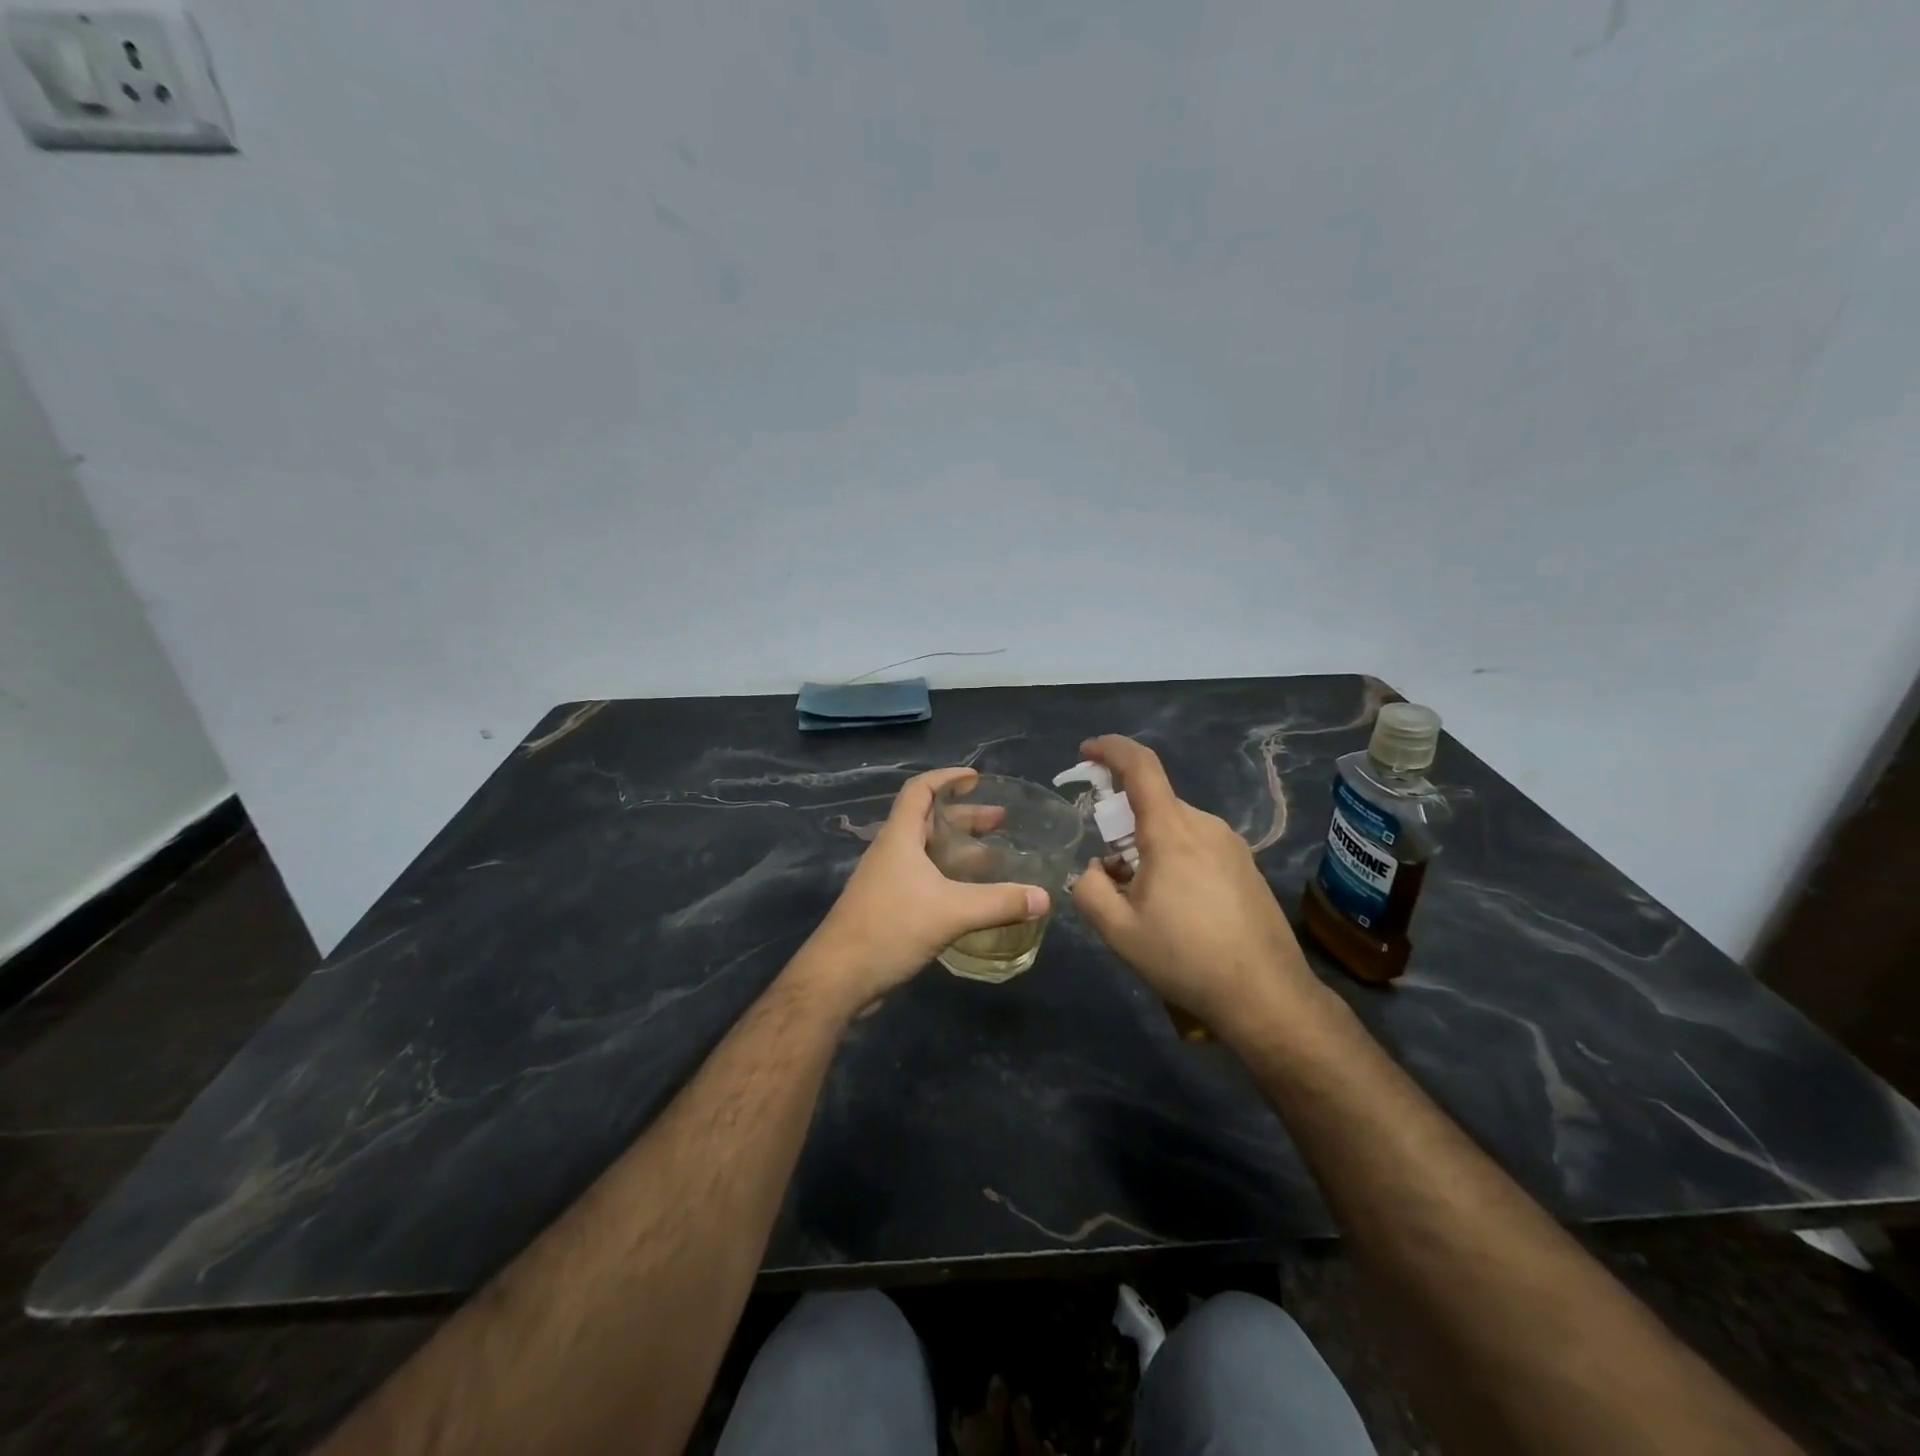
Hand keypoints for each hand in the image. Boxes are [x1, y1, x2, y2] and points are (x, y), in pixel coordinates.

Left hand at [797, 768, 1049, 1014]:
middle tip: (1001, 822)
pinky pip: (923, 879)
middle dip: (965, 817)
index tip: (976, 778)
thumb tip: (1044, 897)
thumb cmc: (890, 928)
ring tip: (994, 857)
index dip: (946, 777)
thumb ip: (999, 902)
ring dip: (958, 850)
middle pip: (928, 821)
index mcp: (899, 837)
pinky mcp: (887, 906)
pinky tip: (971, 895)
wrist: (838, 978)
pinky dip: (949, 877)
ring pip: (926, 852)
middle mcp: (891, 852)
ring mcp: (886, 880)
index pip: (920, 790)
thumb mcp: (951, 911)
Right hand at [1071, 735, 1328, 1045]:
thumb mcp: (1118, 931)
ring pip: (1175, 828)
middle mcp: (1206, 826)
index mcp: (1172, 831)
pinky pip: (1198, 847)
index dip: (1110, 749)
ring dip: (1148, 848)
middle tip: (1109, 872)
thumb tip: (1096, 869)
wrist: (1267, 996)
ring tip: (1142, 901)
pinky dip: (1173, 860)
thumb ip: (1089, 889)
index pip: (1140, 766)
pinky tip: (1176, 909)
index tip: (1086, 752)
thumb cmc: (1186, 958)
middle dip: (1122, 826)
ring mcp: (1232, 845)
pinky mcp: (1246, 867)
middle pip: (1154, 805)